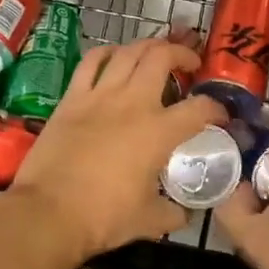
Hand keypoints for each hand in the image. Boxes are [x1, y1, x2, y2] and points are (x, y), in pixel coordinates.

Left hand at [6, 35, 224, 265]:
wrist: (48, 213)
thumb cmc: (103, 218)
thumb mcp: (149, 221)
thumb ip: (173, 212)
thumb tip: (185, 212)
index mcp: (159, 132)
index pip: (200, 108)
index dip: (217, 108)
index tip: (220, 115)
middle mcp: (134, 103)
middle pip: (163, 57)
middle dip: (183, 55)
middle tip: (190, 65)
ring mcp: (100, 95)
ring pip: (130, 51)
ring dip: (149, 47)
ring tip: (157, 54)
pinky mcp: (72, 97)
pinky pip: (92, 61)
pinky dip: (108, 52)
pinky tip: (116, 56)